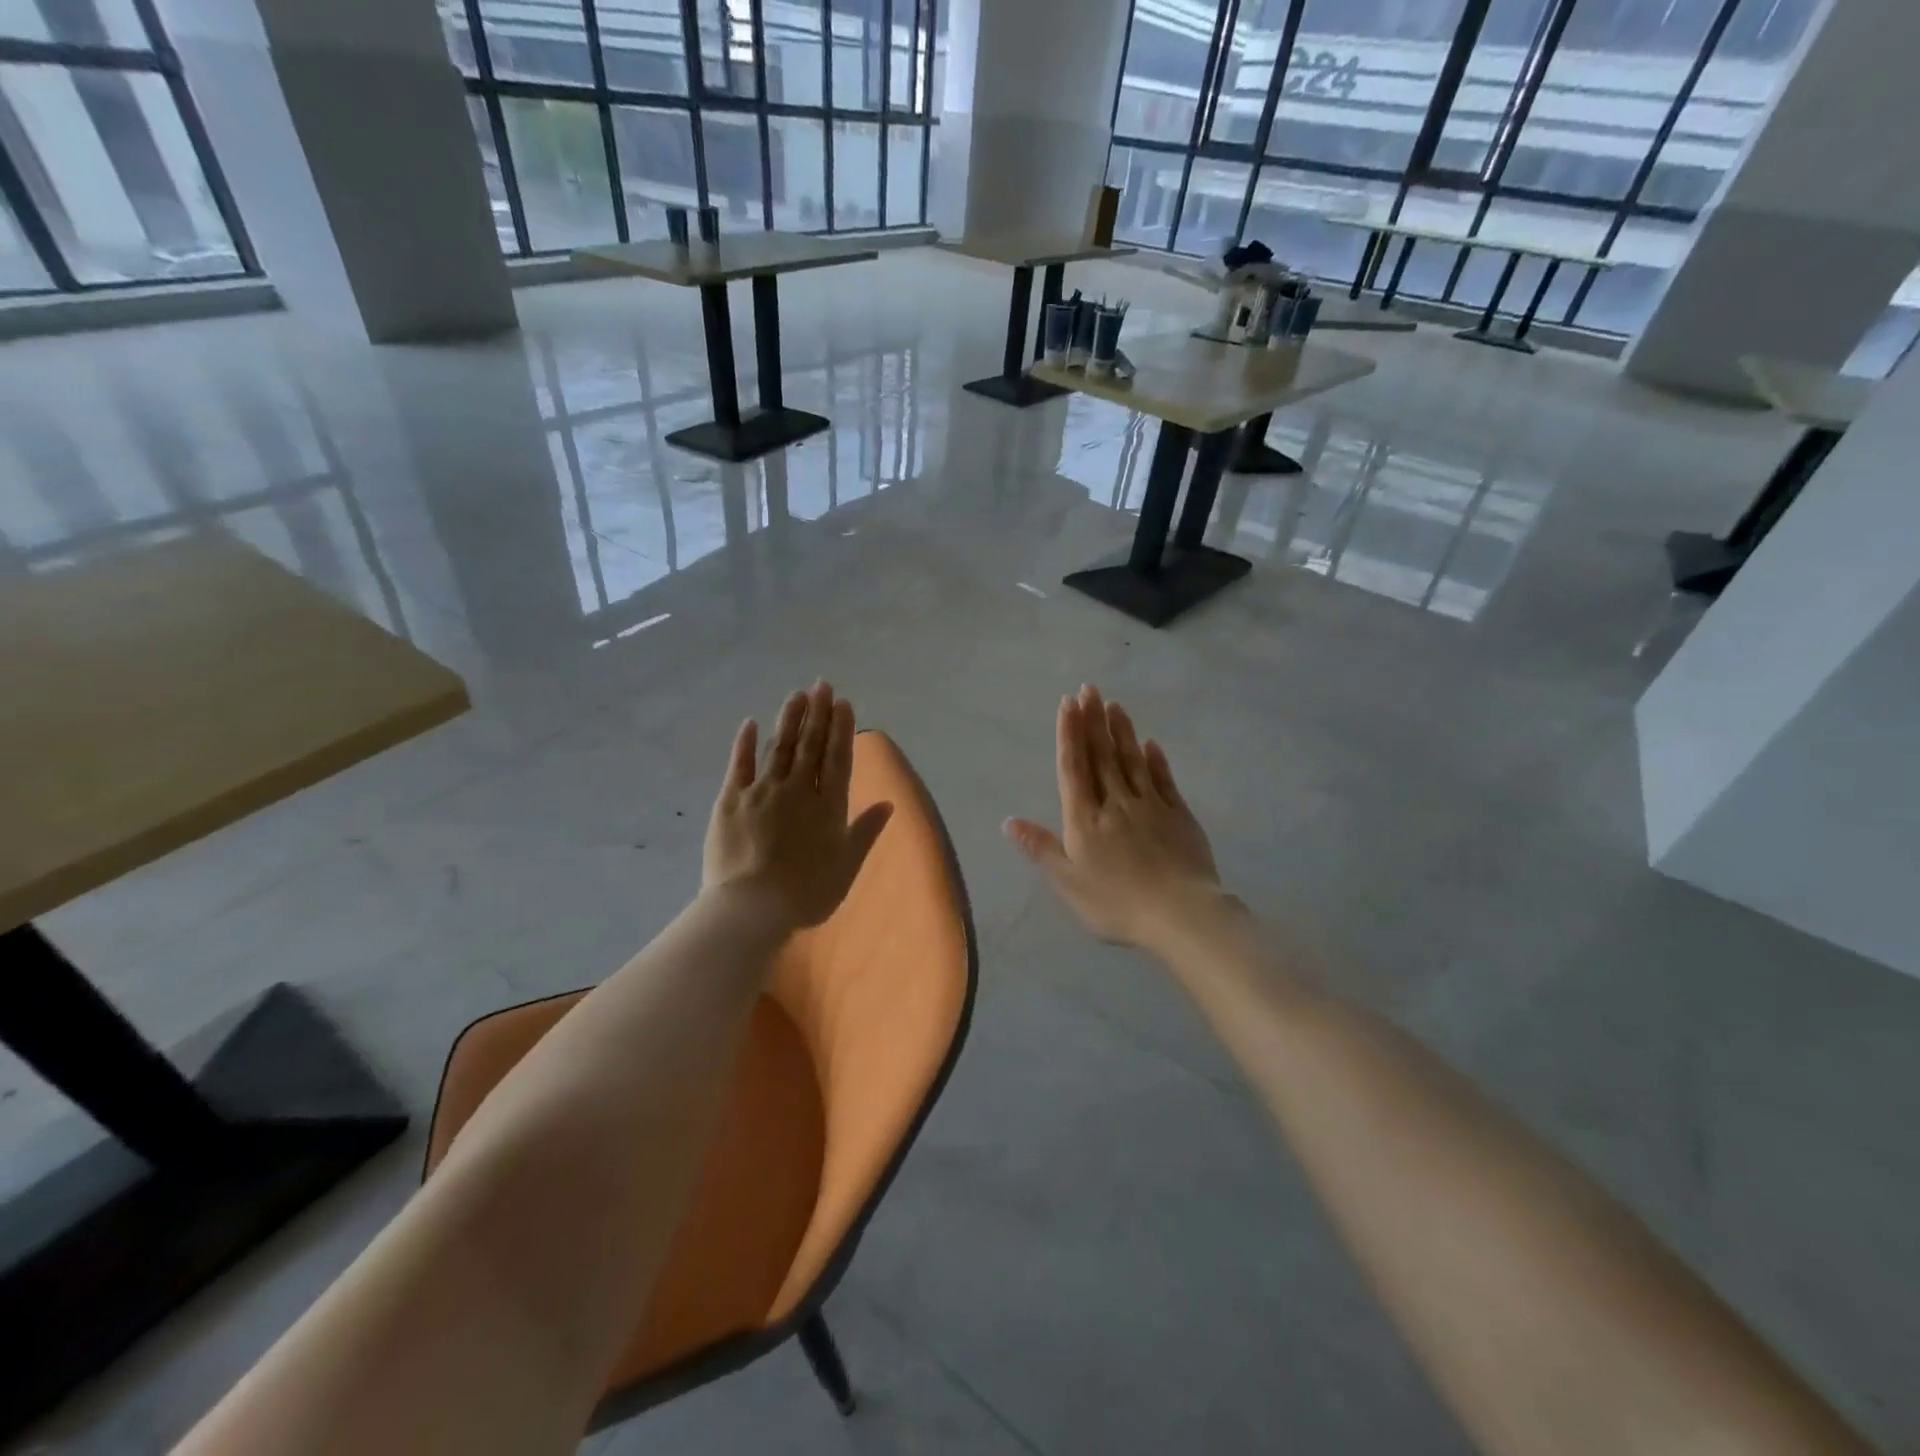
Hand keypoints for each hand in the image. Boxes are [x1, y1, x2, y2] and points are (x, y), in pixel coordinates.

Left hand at [704, 681, 892, 930]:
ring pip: (779, 747)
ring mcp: (762, 792)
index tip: (843, 702)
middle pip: (810, 745)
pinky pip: (739, 765)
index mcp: (827, 806)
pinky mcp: (731, 800)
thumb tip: (889, 804)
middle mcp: (797, 789)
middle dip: (818, 713)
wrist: (753, 906)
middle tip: (822, 685)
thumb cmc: (807, 892)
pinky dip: (746, 743)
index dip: (841, 729)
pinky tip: (751, 723)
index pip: (837, 758)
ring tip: (798, 695)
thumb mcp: (847, 865)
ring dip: (790, 719)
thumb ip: (865, 831)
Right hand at [1005, 684, 1223, 952]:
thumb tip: (1009, 821)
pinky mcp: (1178, 815)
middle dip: (1093, 720)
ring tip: (1114, 705)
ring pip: (1131, 761)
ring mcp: (1150, 805)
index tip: (1068, 703)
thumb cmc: (1116, 902)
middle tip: (1089, 688)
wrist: (1180, 914)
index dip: (1069, 734)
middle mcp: (1115, 803)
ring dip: (1121, 731)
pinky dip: (1155, 760)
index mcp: (1085, 819)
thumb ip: (1040, 848)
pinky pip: (1163, 780)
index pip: (1074, 767)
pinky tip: (1150, 744)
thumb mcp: (1068, 882)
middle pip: (1102, 755)